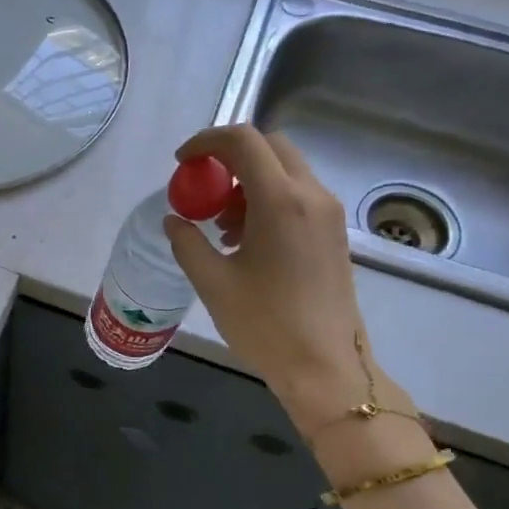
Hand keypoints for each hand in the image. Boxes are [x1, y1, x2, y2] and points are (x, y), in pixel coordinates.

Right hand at [164, 126, 412, 434]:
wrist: (325, 367)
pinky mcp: (333, 233)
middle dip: (230, 157)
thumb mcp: (212, 282)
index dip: (206, 141)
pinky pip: (298, 195)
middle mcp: (311, 196)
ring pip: (285, 171)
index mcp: (281, 201)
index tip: (182, 163)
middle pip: (270, 147)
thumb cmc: (264, 324)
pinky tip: (245, 240)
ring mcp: (328, 214)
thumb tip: (175, 219)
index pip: (244, 141)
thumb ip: (187, 242)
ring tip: (221, 223)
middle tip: (202, 188)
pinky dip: (267, 200)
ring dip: (248, 181)